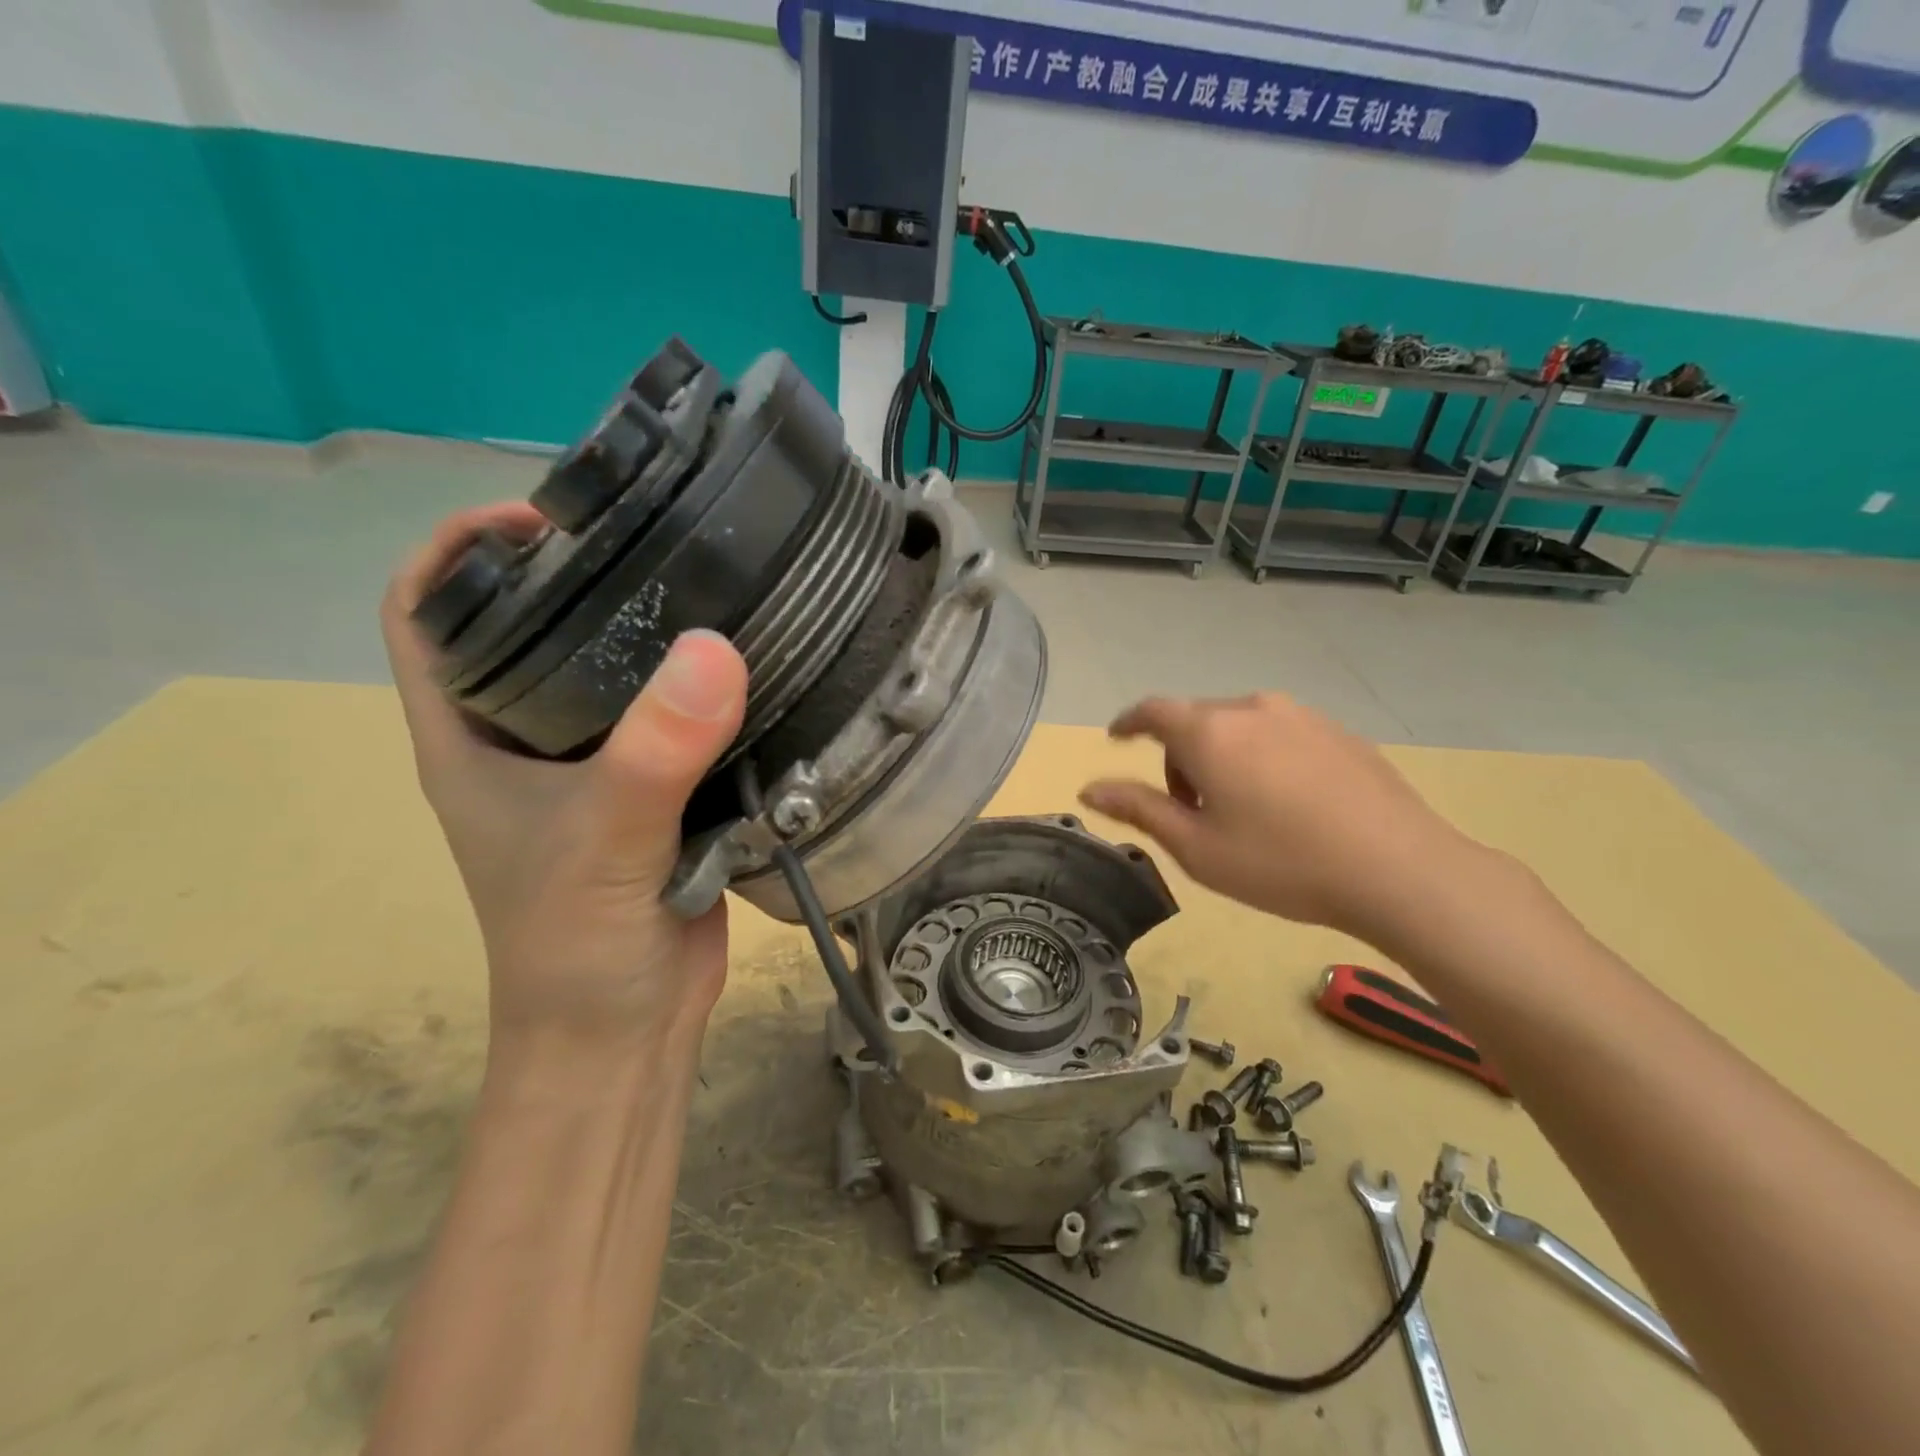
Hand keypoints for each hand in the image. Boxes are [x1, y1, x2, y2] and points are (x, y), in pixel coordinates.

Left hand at [381, 503, 748, 1057]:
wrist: (628, 1028)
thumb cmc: (578, 945)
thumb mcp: (606, 840)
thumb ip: (655, 752)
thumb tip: (716, 649)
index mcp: (470, 738)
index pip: (427, 614)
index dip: (462, 550)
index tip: (544, 518)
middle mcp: (525, 742)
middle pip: (534, 629)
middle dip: (581, 577)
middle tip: (660, 541)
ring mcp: (596, 768)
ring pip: (617, 674)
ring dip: (657, 634)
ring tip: (720, 590)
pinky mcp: (658, 792)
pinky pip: (678, 721)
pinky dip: (709, 690)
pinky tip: (757, 665)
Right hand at [1079, 693, 1479, 940]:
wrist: (1399, 870)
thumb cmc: (1281, 863)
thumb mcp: (1197, 847)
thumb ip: (1139, 809)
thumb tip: (1090, 787)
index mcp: (1210, 732)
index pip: (1152, 711)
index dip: (1128, 723)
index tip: (1117, 738)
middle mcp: (1252, 708)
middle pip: (1197, 721)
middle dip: (1180, 757)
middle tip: (1190, 810)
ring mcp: (1302, 716)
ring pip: (1240, 727)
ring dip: (1223, 757)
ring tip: (1242, 810)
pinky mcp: (1338, 732)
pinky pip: (1280, 734)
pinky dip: (1263, 758)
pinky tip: (1289, 804)